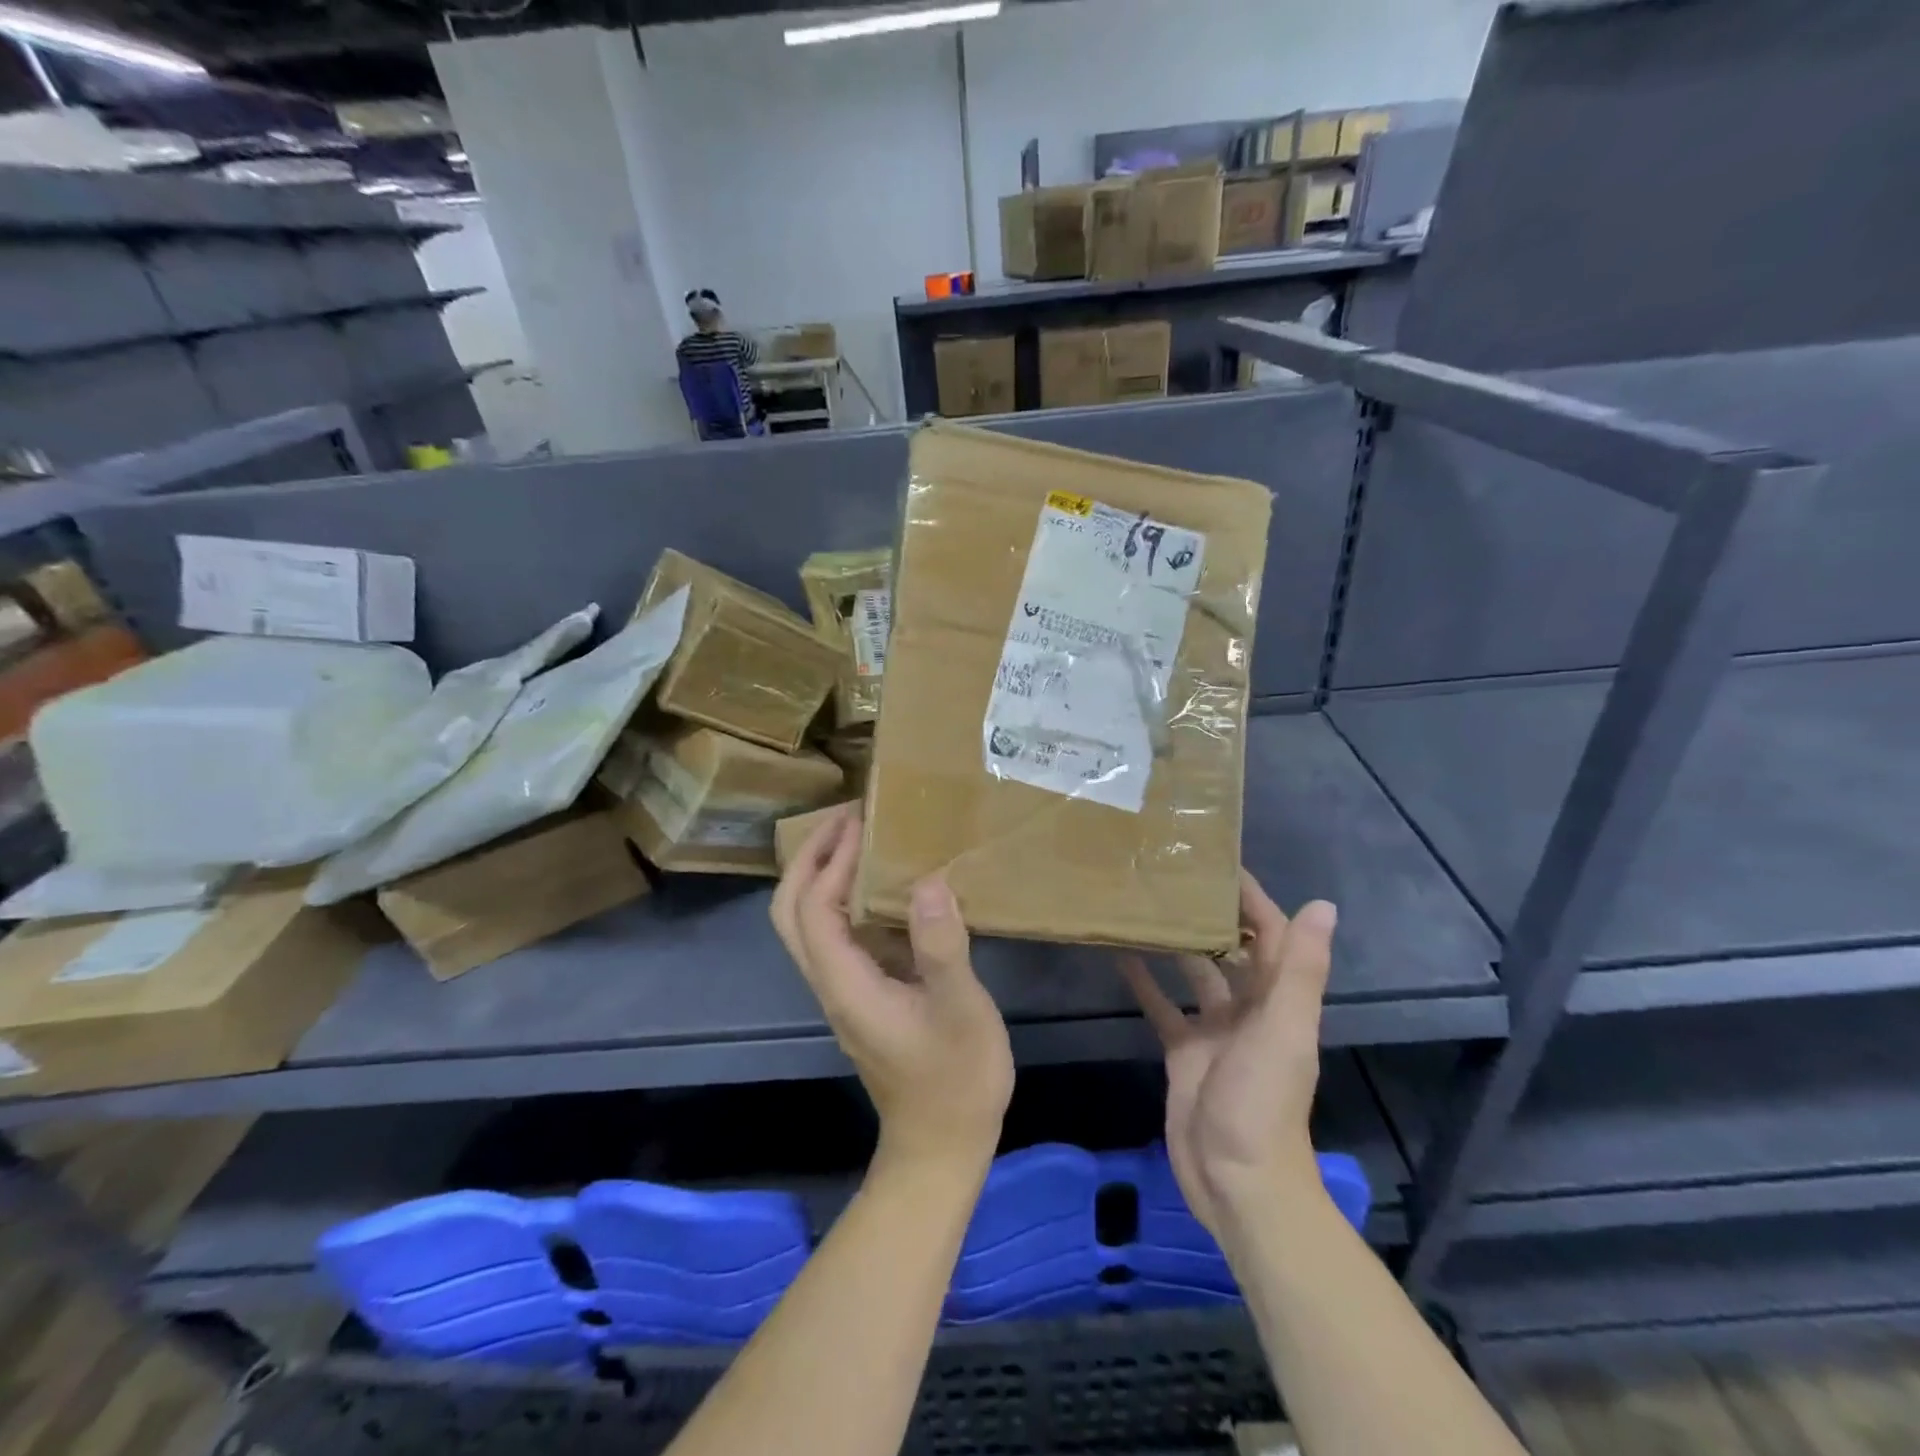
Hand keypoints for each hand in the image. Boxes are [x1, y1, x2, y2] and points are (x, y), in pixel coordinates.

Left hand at [772, 806, 1013, 1172]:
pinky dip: (845, 898)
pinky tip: (885, 885)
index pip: (813, 909)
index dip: (830, 860)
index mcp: (846, 985)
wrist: (941, 1145)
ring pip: (806, 924)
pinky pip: (836, 935)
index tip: (860, 820)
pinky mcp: (861, 995)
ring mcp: (843, 991)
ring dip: (821, 874)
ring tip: (861, 837)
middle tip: (847, 818)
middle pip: (790, 912)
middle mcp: (832, 983)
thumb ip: (942, 947)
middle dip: (808, 858)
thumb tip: (926, 881)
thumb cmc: (955, 1080)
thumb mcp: (960, 1011)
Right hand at [1118, 873, 1336, 1237]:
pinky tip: (1120, 955)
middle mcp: (1251, 1009)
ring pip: (1195, 974)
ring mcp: (1215, 1031)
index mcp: (1280, 1000)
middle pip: (1231, 949)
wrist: (1236, 1181)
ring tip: (1143, 906)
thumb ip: (1301, 970)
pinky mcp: (1184, 1051)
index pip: (1272, 934)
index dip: (1252, 898)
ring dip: (1175, 944)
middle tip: (1169, 876)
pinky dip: (1146, 982)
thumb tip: (1324, 905)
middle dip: (1209, 914)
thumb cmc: (1263, 1102)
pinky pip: (1164, 1007)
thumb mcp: (1284, 1031)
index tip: (1218, 863)